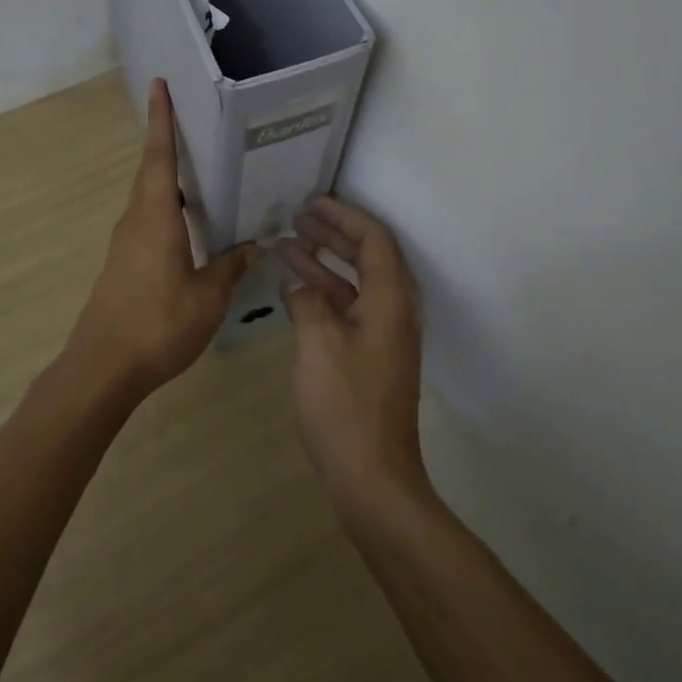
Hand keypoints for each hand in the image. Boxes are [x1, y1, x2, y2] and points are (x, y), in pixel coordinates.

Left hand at [70, 79, 256, 395]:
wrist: (103, 367)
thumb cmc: (158, 325)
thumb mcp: (207, 298)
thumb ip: (230, 267)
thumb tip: (252, 244)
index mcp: (156, 218)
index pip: (160, 158)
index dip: (162, 121)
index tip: (159, 86)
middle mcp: (135, 221)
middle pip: (150, 172)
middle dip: (165, 143)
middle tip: (189, 122)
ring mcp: (124, 243)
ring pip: (147, 197)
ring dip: (165, 178)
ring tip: (196, 170)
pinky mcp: (121, 263)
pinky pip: (145, 220)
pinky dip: (164, 207)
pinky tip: (186, 223)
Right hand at [279, 198, 431, 518]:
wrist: (373, 478)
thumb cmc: (346, 405)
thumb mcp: (318, 344)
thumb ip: (308, 303)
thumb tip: (298, 286)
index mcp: (390, 300)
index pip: (375, 239)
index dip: (344, 216)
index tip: (312, 203)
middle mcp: (394, 311)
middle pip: (368, 257)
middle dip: (333, 234)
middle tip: (297, 217)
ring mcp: (384, 336)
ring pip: (355, 284)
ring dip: (324, 263)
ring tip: (286, 246)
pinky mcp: (372, 357)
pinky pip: (349, 309)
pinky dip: (324, 294)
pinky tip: (294, 292)